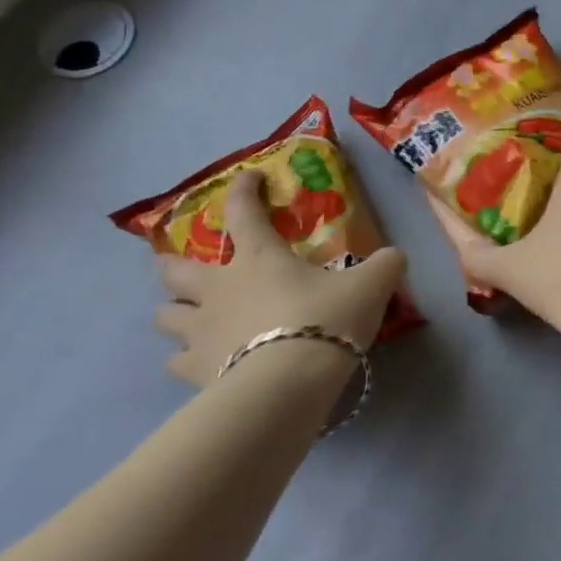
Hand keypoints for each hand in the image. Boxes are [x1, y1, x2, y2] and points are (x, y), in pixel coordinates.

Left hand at [156, 171, 407, 386]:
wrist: (289, 383)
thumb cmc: (325, 321)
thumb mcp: (369, 287)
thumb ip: (384, 266)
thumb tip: (395, 256)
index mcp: (258, 258)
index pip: (243, 211)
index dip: (243, 189)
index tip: (248, 177)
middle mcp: (219, 288)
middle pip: (174, 269)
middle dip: (172, 263)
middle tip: (181, 265)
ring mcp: (200, 331)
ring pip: (165, 316)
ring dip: (174, 312)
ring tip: (187, 317)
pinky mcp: (195, 372)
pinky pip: (177, 363)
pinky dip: (184, 360)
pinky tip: (199, 364)